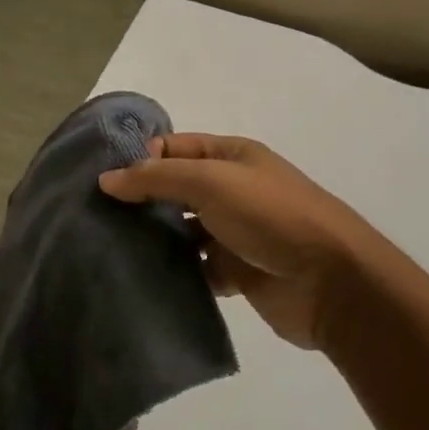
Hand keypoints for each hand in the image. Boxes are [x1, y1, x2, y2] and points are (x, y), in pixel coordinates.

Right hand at [100, 134, 382, 352]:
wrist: (332, 282)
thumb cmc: (271, 216)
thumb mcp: (211, 182)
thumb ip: (157, 178)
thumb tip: (106, 179)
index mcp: (232, 157)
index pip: (175, 147)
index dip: (141, 158)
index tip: (102, 181)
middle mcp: (233, 190)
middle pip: (176, 189)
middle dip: (141, 200)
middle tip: (96, 217)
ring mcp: (235, 233)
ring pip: (183, 231)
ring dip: (155, 239)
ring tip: (110, 249)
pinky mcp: (236, 272)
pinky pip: (195, 269)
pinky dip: (174, 273)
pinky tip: (142, 278)